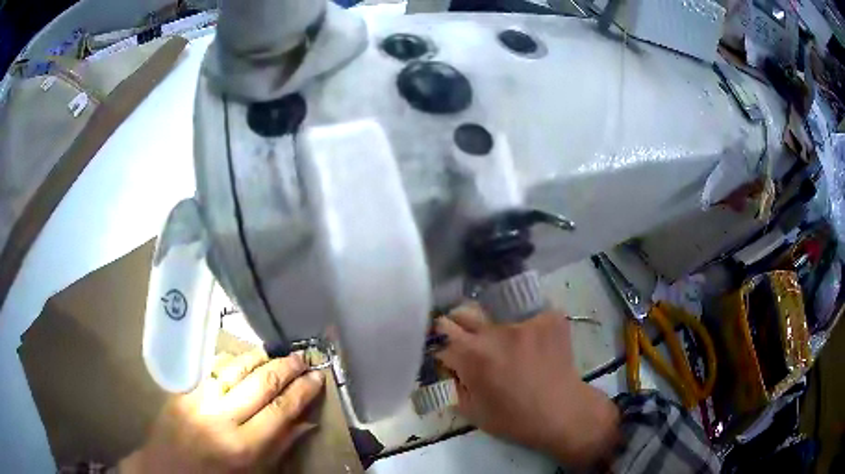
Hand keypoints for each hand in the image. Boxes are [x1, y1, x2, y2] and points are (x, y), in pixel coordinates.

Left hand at [120, 349, 324, 472]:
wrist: (167, 470)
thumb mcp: (256, 473)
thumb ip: (280, 445)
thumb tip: (307, 422)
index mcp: (243, 446)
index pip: (281, 410)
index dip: (303, 391)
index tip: (319, 377)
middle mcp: (221, 418)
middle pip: (260, 384)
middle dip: (286, 368)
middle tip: (303, 357)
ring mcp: (199, 400)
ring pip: (236, 368)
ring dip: (261, 358)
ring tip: (279, 353)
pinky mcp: (183, 390)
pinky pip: (212, 369)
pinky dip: (233, 361)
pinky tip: (245, 359)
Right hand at [435, 305, 619, 467]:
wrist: (562, 413)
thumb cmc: (514, 419)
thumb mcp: (471, 410)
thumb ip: (453, 383)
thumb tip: (450, 365)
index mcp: (471, 355)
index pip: (441, 332)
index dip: (442, 344)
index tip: (448, 351)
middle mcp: (494, 330)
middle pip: (462, 312)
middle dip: (459, 326)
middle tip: (469, 341)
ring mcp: (524, 320)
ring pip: (495, 309)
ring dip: (492, 324)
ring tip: (502, 339)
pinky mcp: (548, 317)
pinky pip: (528, 312)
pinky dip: (524, 324)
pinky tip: (531, 339)